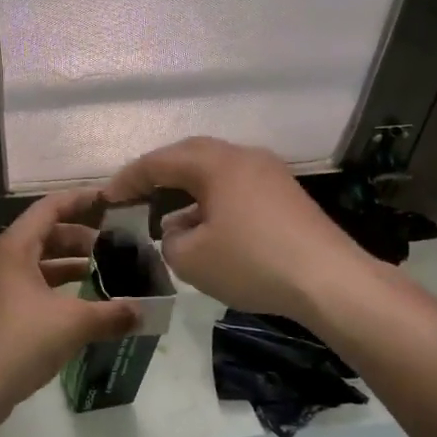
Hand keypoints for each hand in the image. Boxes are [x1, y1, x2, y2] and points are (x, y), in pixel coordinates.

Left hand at [0, 188, 140, 414]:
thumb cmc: (22, 340)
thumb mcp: (74, 323)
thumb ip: (112, 313)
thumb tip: (143, 311)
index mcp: (14, 247)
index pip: (50, 208)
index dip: (81, 201)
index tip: (110, 201)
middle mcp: (0, 259)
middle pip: (45, 234)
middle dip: (80, 238)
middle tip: (114, 246)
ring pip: (38, 263)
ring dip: (69, 265)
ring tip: (104, 273)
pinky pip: (30, 286)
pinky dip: (56, 287)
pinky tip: (81, 305)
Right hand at [104, 137, 371, 324]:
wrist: (330, 280)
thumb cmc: (252, 262)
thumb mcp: (191, 259)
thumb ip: (169, 241)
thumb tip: (177, 231)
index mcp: (215, 162)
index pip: (159, 162)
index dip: (128, 179)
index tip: (106, 198)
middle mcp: (242, 156)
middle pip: (189, 157)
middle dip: (157, 177)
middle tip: (133, 197)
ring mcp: (269, 173)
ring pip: (215, 173)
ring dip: (186, 191)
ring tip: (165, 217)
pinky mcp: (286, 195)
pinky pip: (236, 188)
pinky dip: (212, 202)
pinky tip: (206, 229)